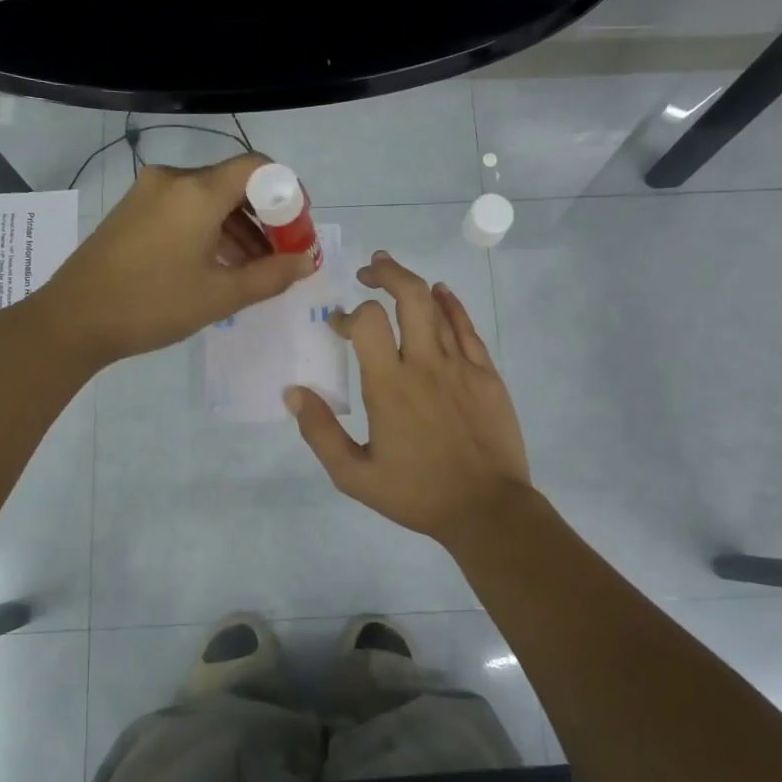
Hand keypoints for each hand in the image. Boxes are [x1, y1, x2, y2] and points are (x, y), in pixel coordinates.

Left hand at [41, 153, 316, 365]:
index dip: (287, 192)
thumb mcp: (220, 295)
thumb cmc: (152, 305)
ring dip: (238, 227)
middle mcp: (174, 179)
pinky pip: (184, 207)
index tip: (298, 228)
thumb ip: (271, 275)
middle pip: (234, 183)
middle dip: (265, 216)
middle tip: (282, 254)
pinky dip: (209, 228)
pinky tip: (218, 263)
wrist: (72, 320)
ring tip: (254, 268)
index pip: (258, 167)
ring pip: (209, 198)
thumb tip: (307, 261)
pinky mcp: (133, 209)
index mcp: (197, 191)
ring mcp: (148, 192)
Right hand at [285, 250, 532, 546]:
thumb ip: (320, 432)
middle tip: (368, 271)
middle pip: (409, 296)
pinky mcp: (487, 374)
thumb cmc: (417, 494)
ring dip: (413, 283)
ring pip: (438, 307)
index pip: (367, 322)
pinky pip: (467, 327)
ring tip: (392, 272)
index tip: (337, 325)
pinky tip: (442, 292)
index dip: (348, 315)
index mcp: (389, 386)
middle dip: (386, 274)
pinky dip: (452, 304)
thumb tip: (294, 392)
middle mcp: (426, 364)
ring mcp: (461, 366)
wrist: (487, 510)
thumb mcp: (354, 476)